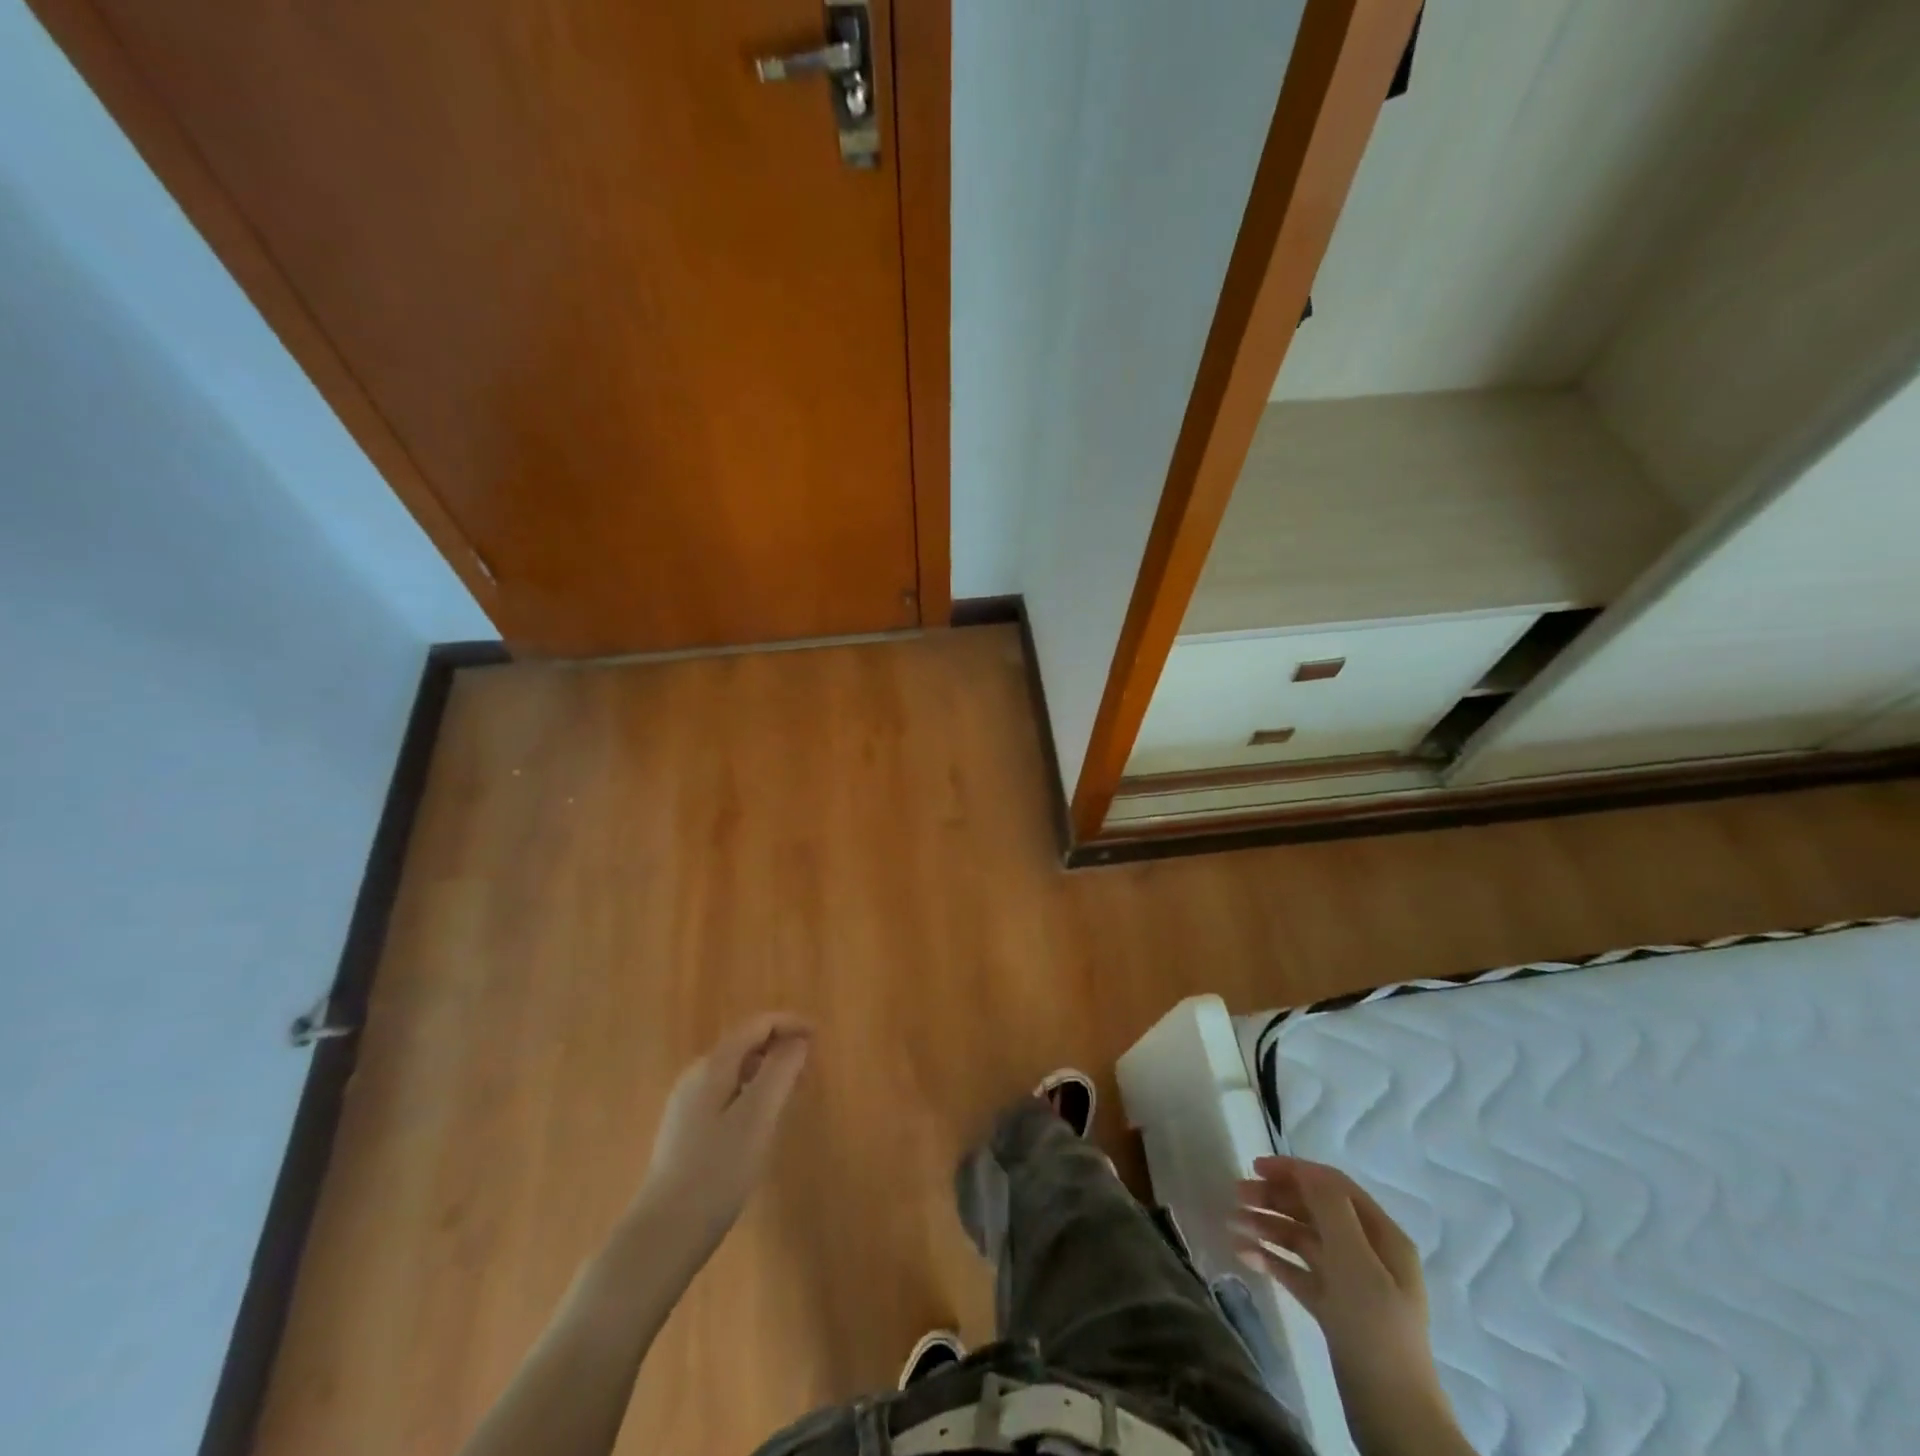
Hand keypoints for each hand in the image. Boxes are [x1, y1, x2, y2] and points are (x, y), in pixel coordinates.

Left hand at [638, 1013, 812, 1242]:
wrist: (663, 1235)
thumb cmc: (716, 1172)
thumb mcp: (757, 1118)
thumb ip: (779, 1072)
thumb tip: (798, 1040)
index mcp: (712, 1067)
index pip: (756, 1025)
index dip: (789, 1023)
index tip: (819, 1038)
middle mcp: (695, 1076)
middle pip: (744, 1044)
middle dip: (779, 1047)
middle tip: (810, 1069)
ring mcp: (686, 1105)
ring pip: (735, 1071)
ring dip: (767, 1071)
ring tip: (792, 1093)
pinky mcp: (685, 1131)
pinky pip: (725, 1094)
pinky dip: (751, 1092)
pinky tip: (761, 1122)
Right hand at [1235, 1156, 1462, 1451]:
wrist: (1392, 1417)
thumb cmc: (1374, 1328)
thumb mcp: (1354, 1261)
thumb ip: (1330, 1208)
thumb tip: (1304, 1170)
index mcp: (1382, 1236)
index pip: (1333, 1185)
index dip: (1295, 1171)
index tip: (1254, 1167)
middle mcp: (1367, 1253)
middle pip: (1314, 1210)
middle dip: (1275, 1198)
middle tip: (1235, 1196)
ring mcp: (1350, 1283)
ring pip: (1302, 1240)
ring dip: (1268, 1226)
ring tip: (1232, 1224)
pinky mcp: (1333, 1309)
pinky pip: (1297, 1272)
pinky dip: (1272, 1259)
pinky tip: (1244, 1254)